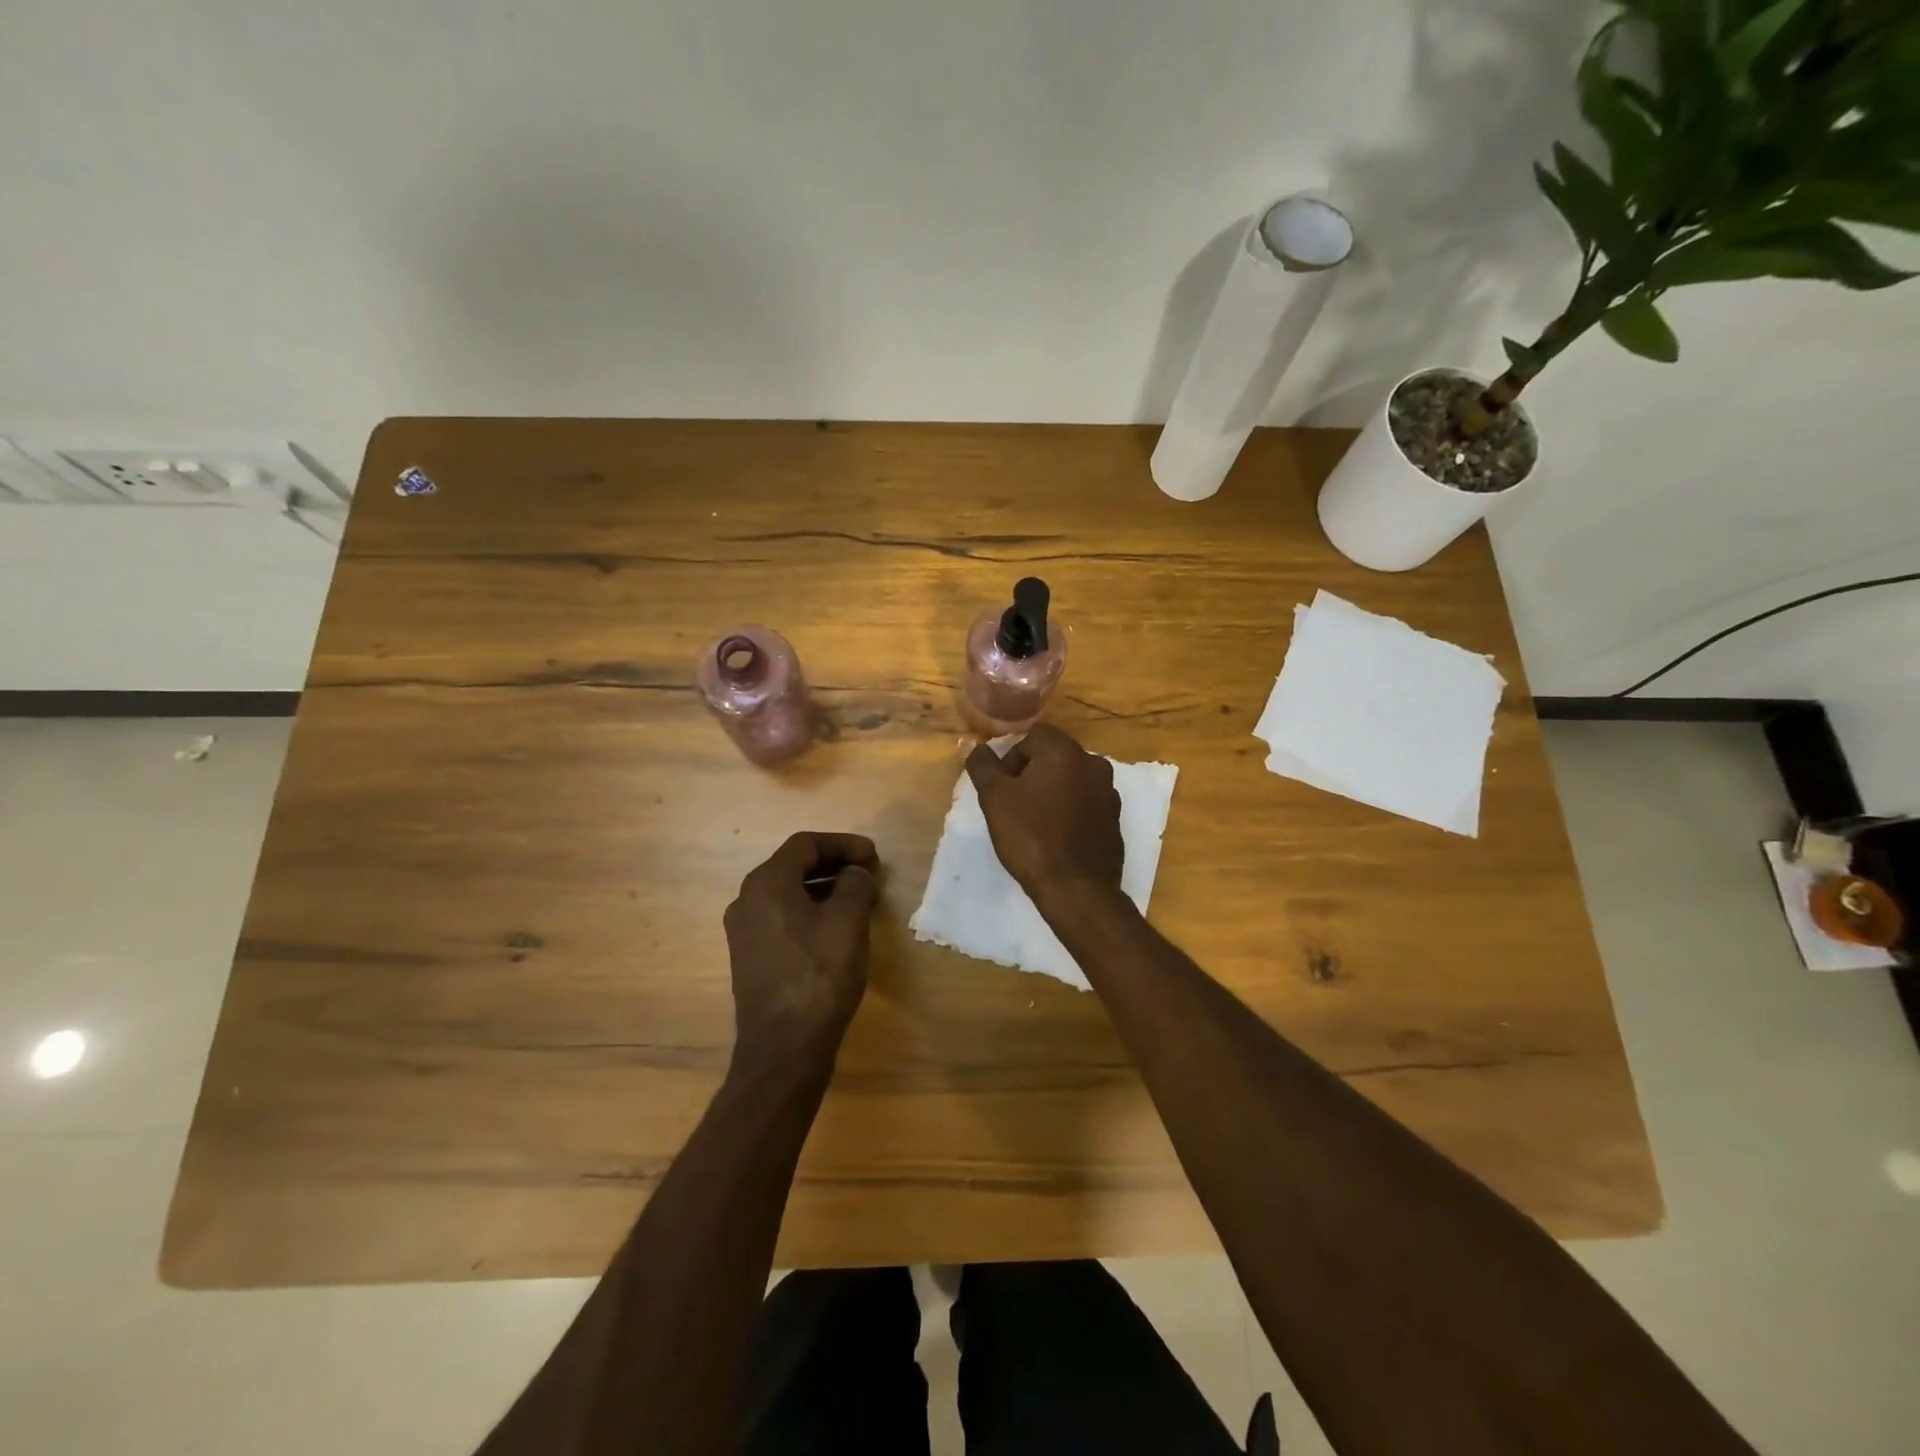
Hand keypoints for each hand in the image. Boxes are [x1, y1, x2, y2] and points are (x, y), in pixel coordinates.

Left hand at [723, 832, 880, 1076]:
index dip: (843, 844)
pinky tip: (837, 927)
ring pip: (788, 893)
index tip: (874, 856)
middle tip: (869, 873)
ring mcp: (744, 931)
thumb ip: (854, 884)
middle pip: (794, 866)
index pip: (806, 844)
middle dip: (834, 864)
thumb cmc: (819, 975)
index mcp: (766, 883)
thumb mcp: (848, 921)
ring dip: (824, 887)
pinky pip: (783, 918)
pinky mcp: (751, 957)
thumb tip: (853, 874)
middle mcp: (747, 900)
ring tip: (860, 897)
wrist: (784, 1047)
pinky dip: (811, 911)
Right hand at [965, 723, 1123, 909]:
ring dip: (1052, 791)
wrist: (1076, 888)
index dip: (1012, 757)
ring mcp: (1109, 792)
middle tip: (1014, 804)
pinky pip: (1087, 802)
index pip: (1033, 736)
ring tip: (1035, 821)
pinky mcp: (1115, 818)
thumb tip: (980, 749)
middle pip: (1055, 755)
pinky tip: (1057, 835)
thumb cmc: (1031, 837)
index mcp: (1065, 752)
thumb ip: (984, 766)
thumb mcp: (994, 799)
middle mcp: (1093, 764)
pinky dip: (1070, 810)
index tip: (1002, 787)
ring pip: (1072, 779)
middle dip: (1032, 773)